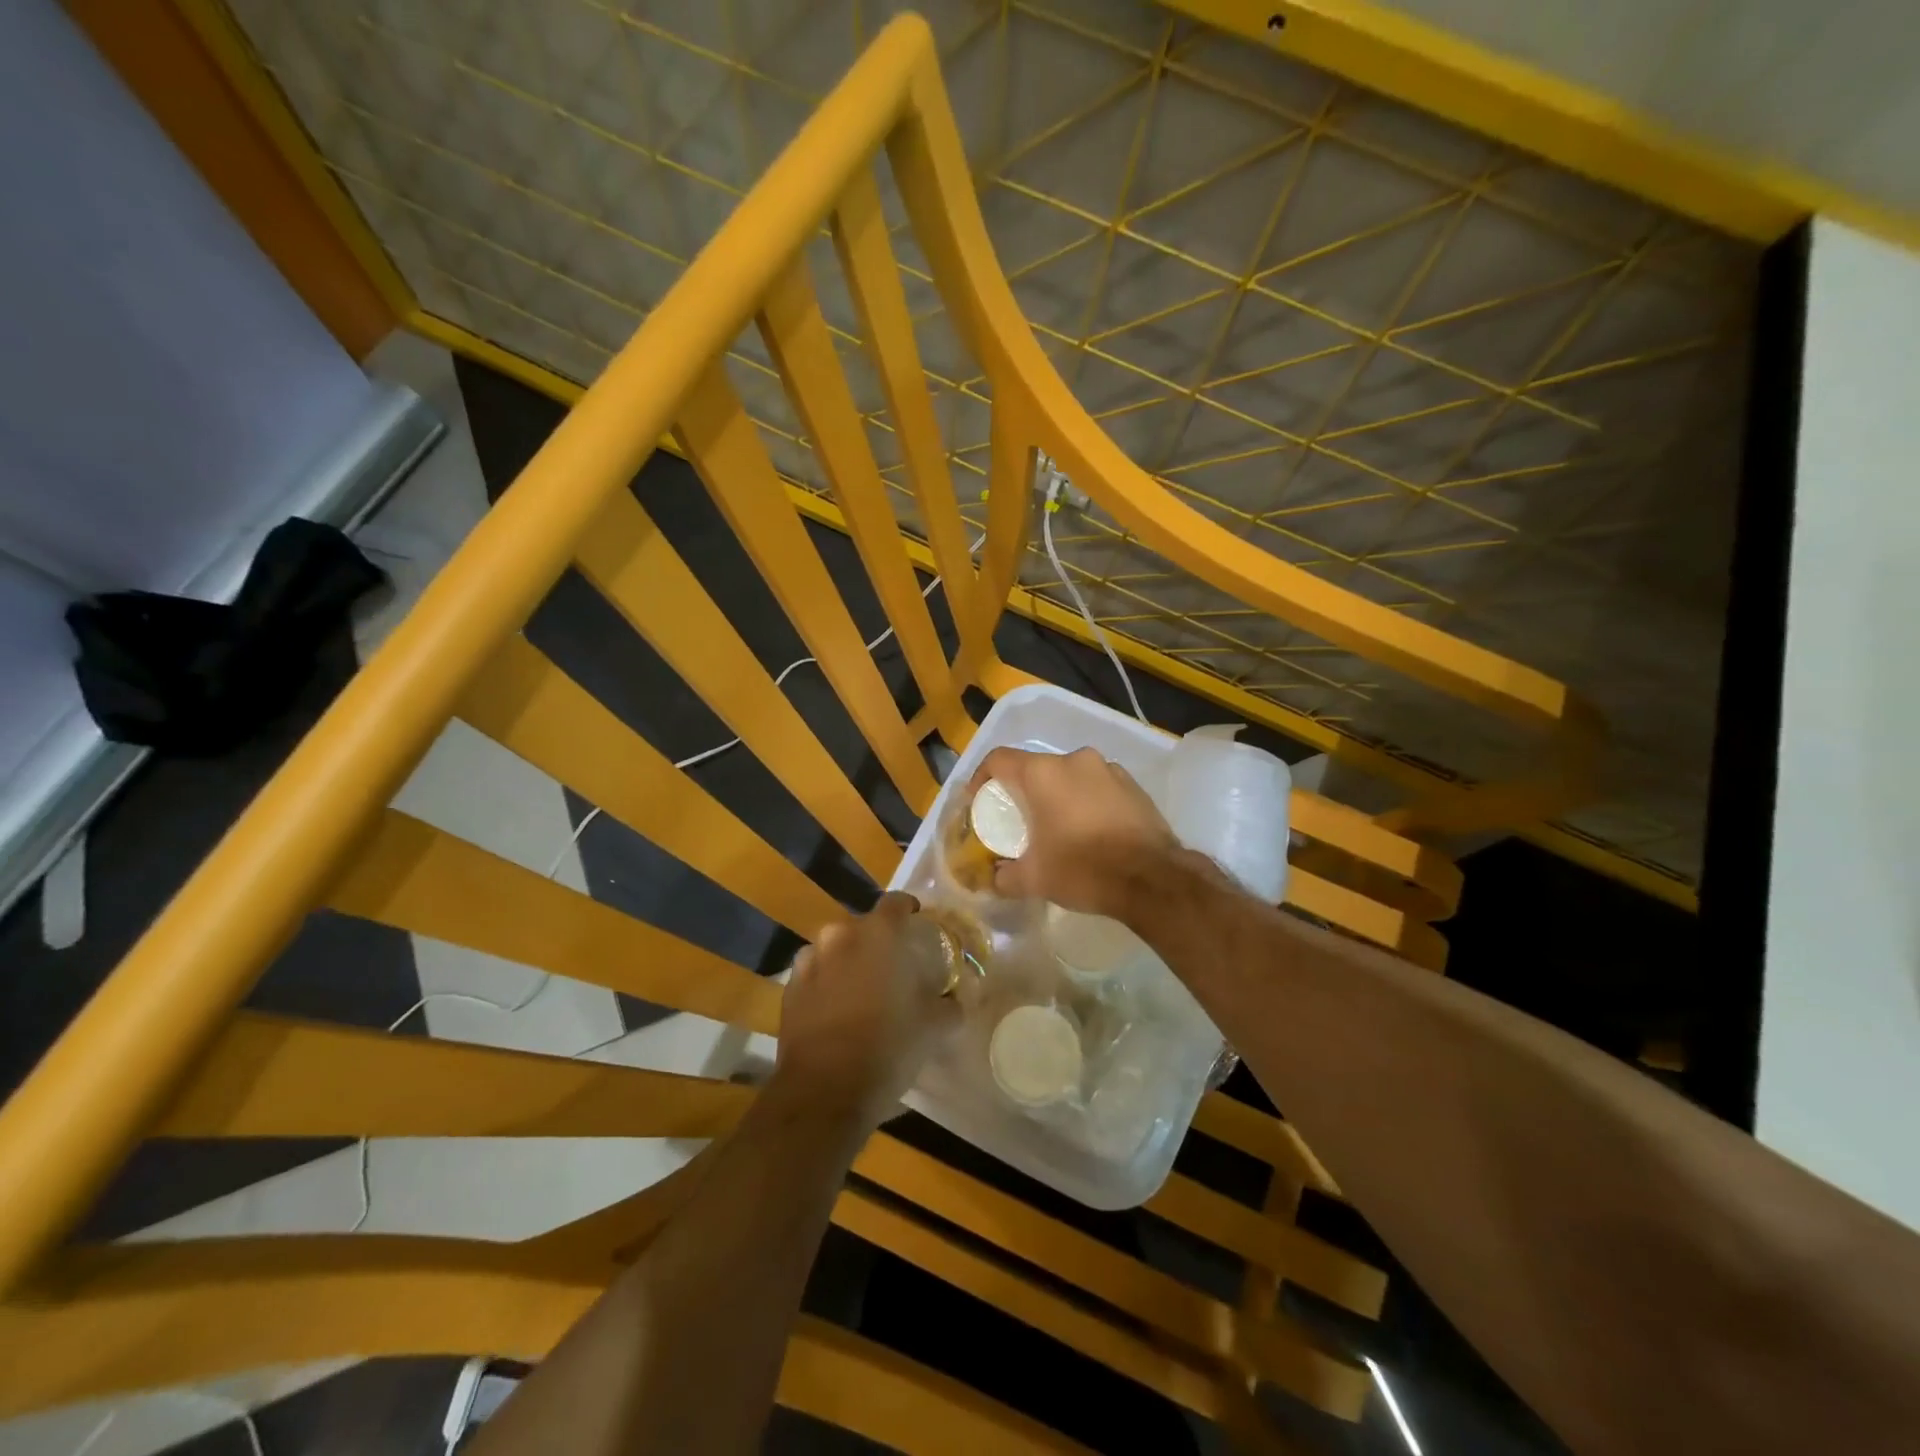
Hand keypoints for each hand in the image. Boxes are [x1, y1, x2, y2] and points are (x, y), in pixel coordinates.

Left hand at [774, 892, 957, 1129]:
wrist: (825, 1090)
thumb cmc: (888, 1047)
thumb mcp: (934, 1027)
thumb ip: (949, 1004)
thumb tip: (955, 1000)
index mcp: (879, 934)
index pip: (897, 902)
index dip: (909, 911)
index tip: (918, 926)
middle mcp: (841, 936)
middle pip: (864, 927)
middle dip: (878, 943)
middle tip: (894, 968)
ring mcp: (810, 960)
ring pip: (836, 949)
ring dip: (849, 961)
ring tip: (862, 991)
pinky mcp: (789, 988)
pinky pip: (814, 974)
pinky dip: (826, 983)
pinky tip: (836, 1009)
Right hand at [971, 747, 1182, 919]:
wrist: (1153, 879)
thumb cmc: (1083, 869)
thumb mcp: (1034, 880)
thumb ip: (1004, 876)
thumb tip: (993, 878)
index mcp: (1043, 773)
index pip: (999, 759)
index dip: (982, 778)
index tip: (979, 802)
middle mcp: (1075, 760)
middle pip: (1035, 768)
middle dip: (1023, 792)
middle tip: (1019, 821)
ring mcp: (1108, 769)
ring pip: (1069, 776)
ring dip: (1057, 796)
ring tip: (1057, 827)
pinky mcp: (1133, 785)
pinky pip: (1097, 786)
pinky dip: (1086, 801)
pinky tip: (1090, 831)